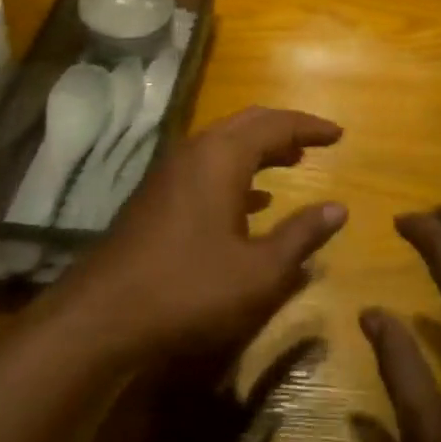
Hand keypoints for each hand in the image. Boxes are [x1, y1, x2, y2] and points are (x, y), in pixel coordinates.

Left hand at [62, 107, 346, 358]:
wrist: (101, 317)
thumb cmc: (188, 289)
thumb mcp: (258, 272)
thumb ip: (301, 237)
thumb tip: (338, 209)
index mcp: (222, 156)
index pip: (276, 125)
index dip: (310, 127)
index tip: (339, 134)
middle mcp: (196, 151)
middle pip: (248, 124)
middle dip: (284, 129)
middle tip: (315, 142)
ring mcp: (171, 172)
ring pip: (224, 143)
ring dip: (259, 148)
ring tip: (291, 160)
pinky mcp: (157, 195)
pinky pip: (207, 166)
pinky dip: (236, 171)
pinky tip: (252, 200)